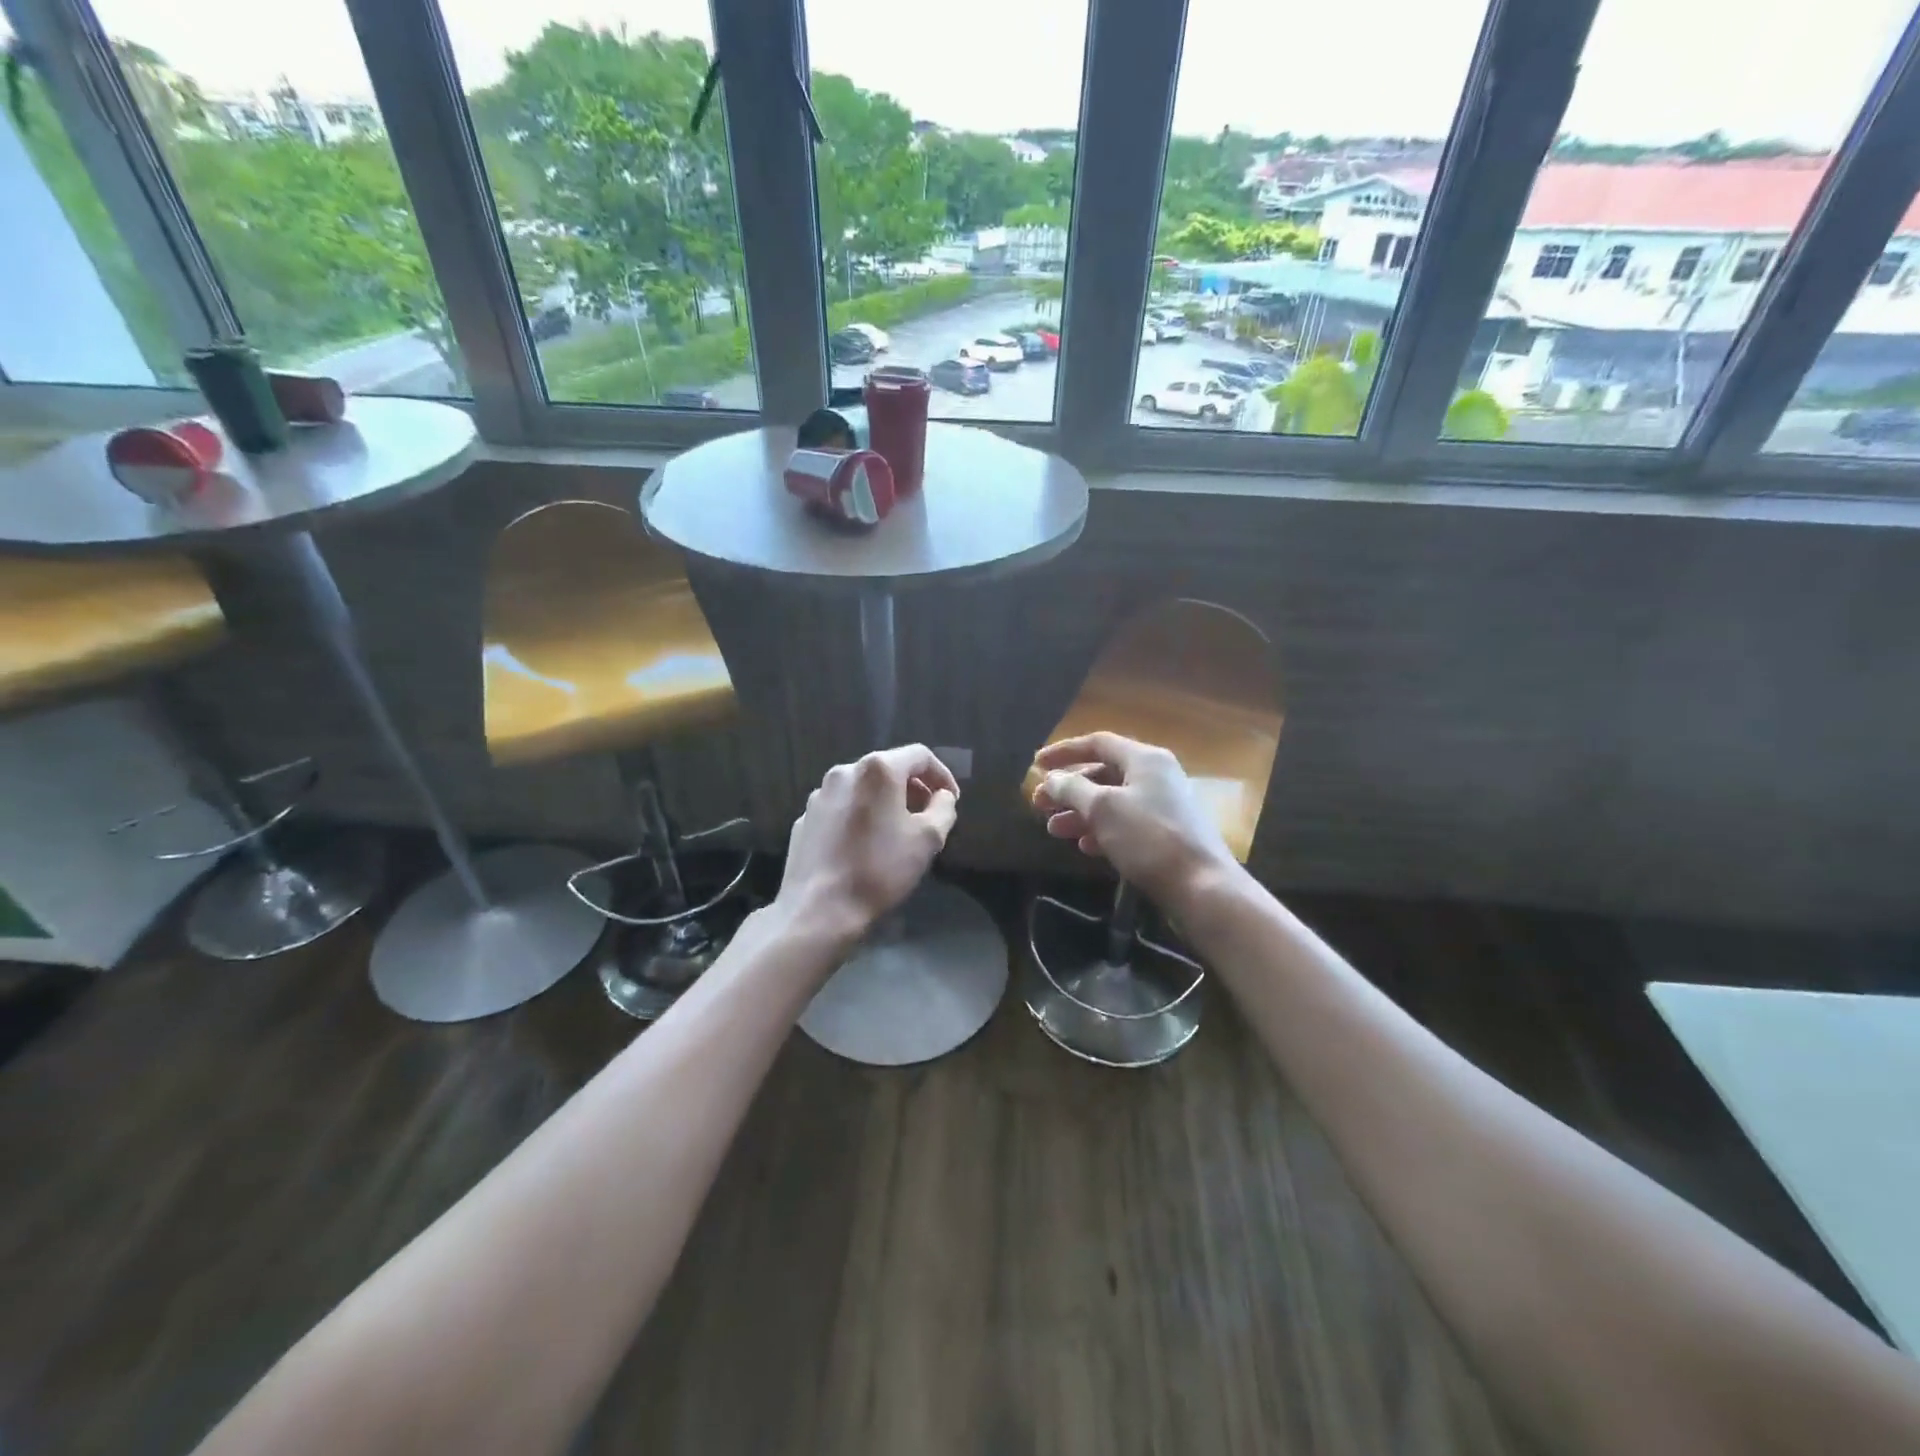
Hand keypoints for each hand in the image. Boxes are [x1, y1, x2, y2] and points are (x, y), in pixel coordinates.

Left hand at [776, 745, 960, 939]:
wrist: (819, 909)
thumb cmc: (880, 869)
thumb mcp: (929, 839)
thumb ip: (944, 808)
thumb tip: (942, 796)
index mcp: (877, 770)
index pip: (919, 756)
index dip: (942, 775)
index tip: (951, 800)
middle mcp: (844, 772)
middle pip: (888, 768)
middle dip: (913, 788)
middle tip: (928, 816)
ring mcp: (819, 795)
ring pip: (862, 788)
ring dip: (885, 802)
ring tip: (897, 831)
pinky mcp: (805, 819)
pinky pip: (841, 808)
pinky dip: (859, 816)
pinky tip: (864, 845)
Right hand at [1030, 732, 1235, 907]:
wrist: (1201, 886)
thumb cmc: (1148, 838)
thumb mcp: (1103, 809)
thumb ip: (1072, 789)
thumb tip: (1052, 778)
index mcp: (1145, 759)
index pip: (1098, 743)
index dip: (1064, 752)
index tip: (1036, 765)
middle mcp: (1156, 776)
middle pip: (1103, 774)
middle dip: (1068, 789)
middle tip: (1038, 804)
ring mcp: (1163, 806)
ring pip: (1112, 801)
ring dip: (1080, 813)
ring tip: (1054, 830)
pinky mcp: (1166, 834)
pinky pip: (1126, 823)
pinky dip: (1101, 830)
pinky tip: (1084, 846)